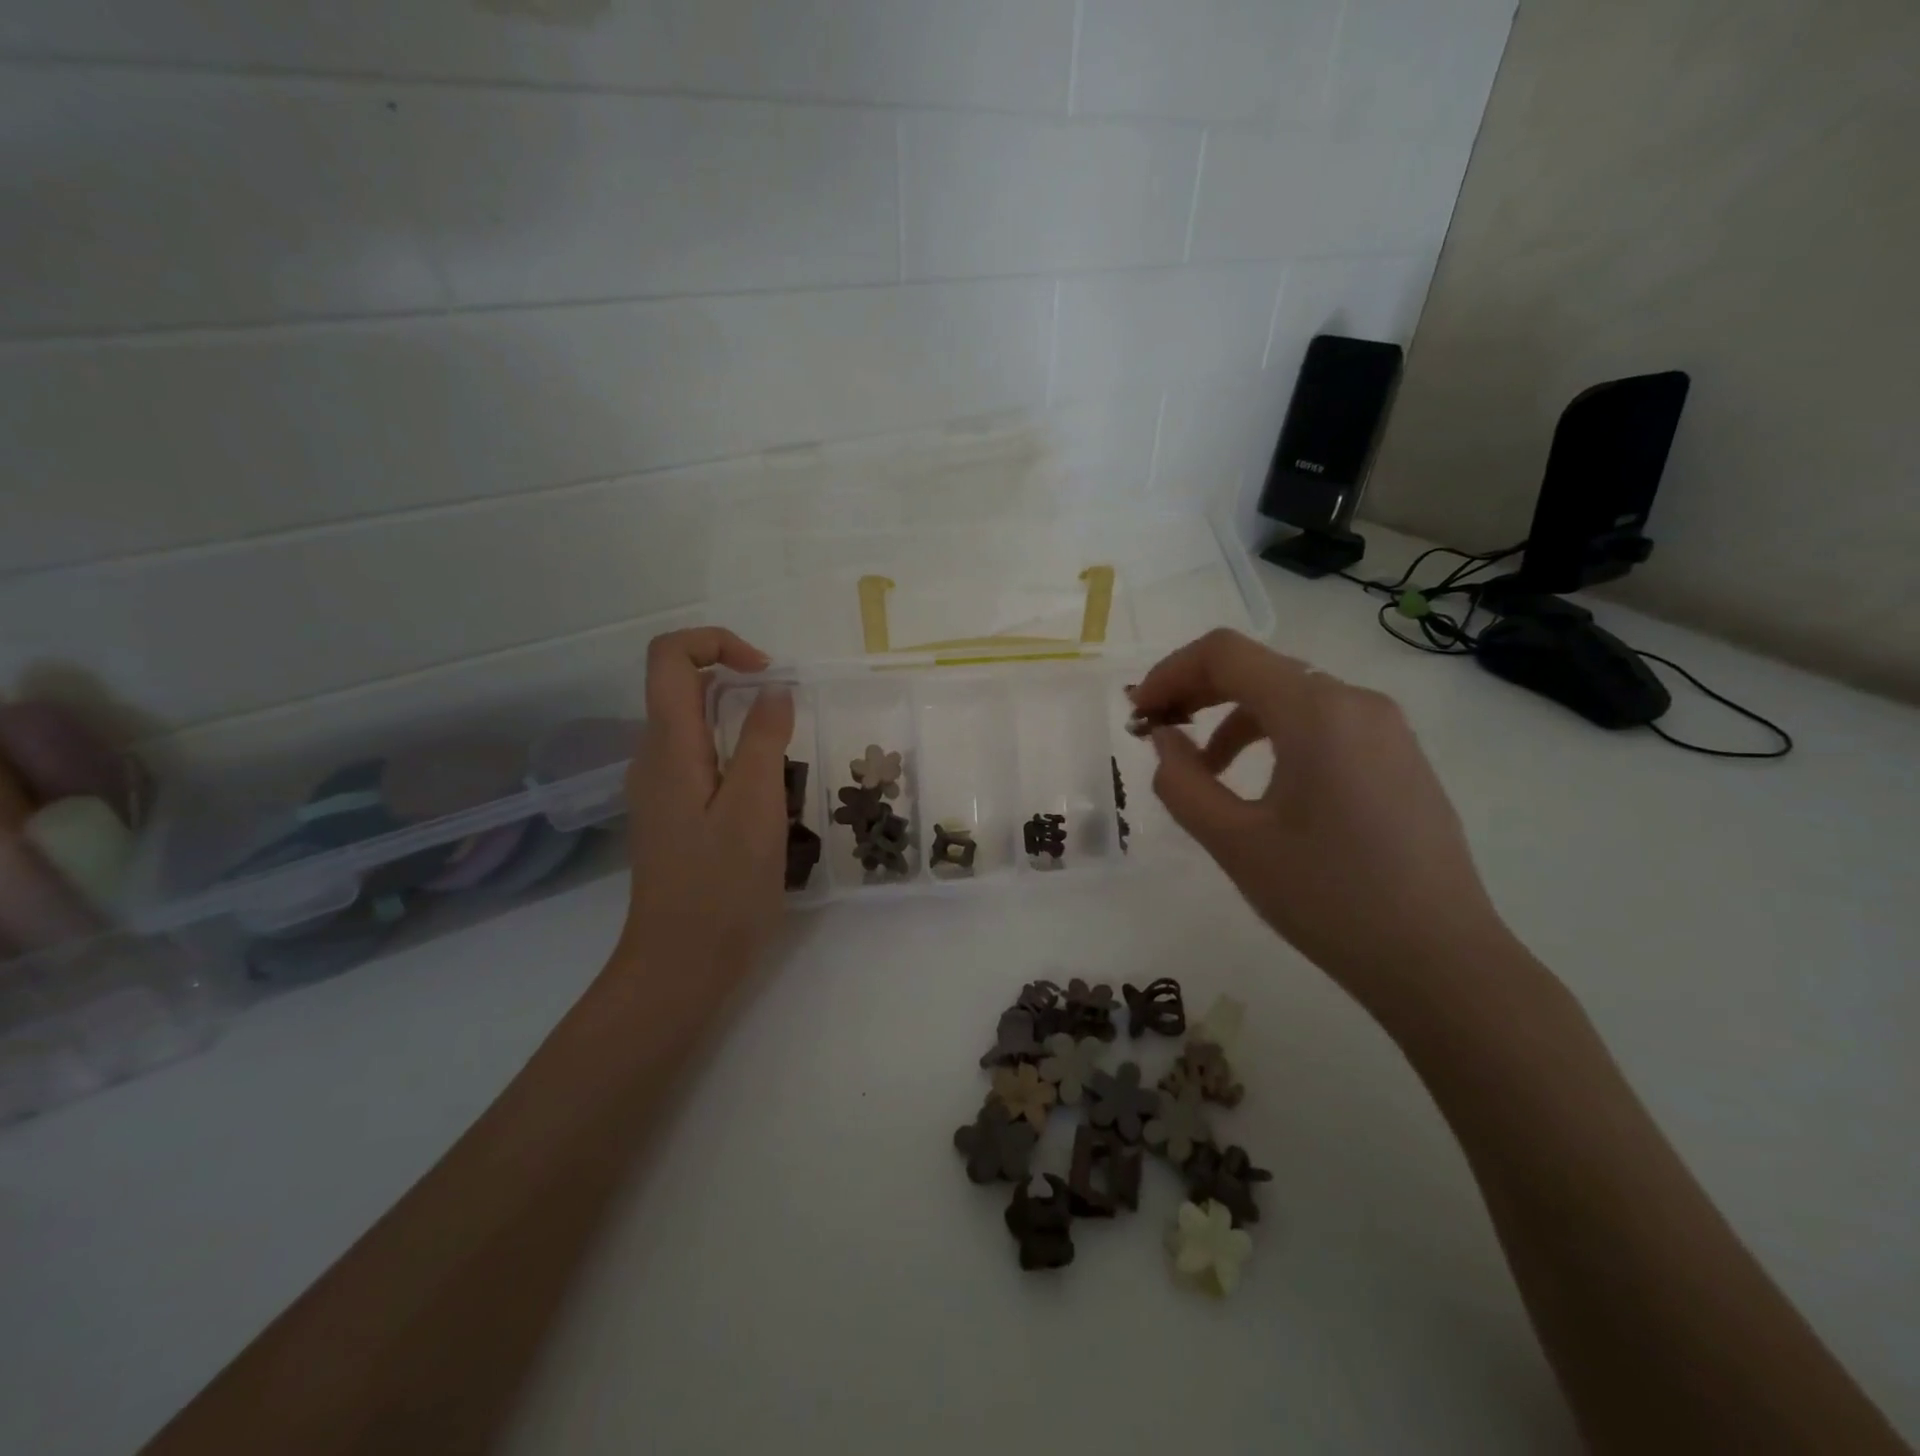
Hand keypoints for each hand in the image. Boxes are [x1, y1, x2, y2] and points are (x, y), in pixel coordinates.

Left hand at [616, 628, 793, 980]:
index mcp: (669, 747)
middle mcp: (653, 758)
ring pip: (695, 726)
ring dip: (743, 724)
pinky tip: (768, 799)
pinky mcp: (672, 814)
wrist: (681, 964)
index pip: (669, 657)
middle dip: (738, 684)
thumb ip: (765, 739)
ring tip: (786, 766)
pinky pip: (702, 761)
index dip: (717, 643)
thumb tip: (773, 689)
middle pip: (682, 686)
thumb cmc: (722, 886)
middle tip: (789, 721)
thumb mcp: (756, 806)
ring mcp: (659, 788)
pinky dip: (737, 757)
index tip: (767, 674)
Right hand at [1132, 629, 1514, 1010]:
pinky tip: (1260, 783)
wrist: (1440, 961)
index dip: (1169, 673)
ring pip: (1290, 695)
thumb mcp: (1235, 842)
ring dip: (1233, 717)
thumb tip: (1165, 739)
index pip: (1225, 653)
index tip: (1138, 715)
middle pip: (1258, 668)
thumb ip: (1182, 781)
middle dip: (1197, 692)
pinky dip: (1274, 734)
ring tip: (1203, 768)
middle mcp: (1355, 702)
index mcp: (1316, 712)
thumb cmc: (1328, 898)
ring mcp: (1385, 728)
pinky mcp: (1399, 756)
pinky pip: (1322, 722)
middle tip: (1157, 733)